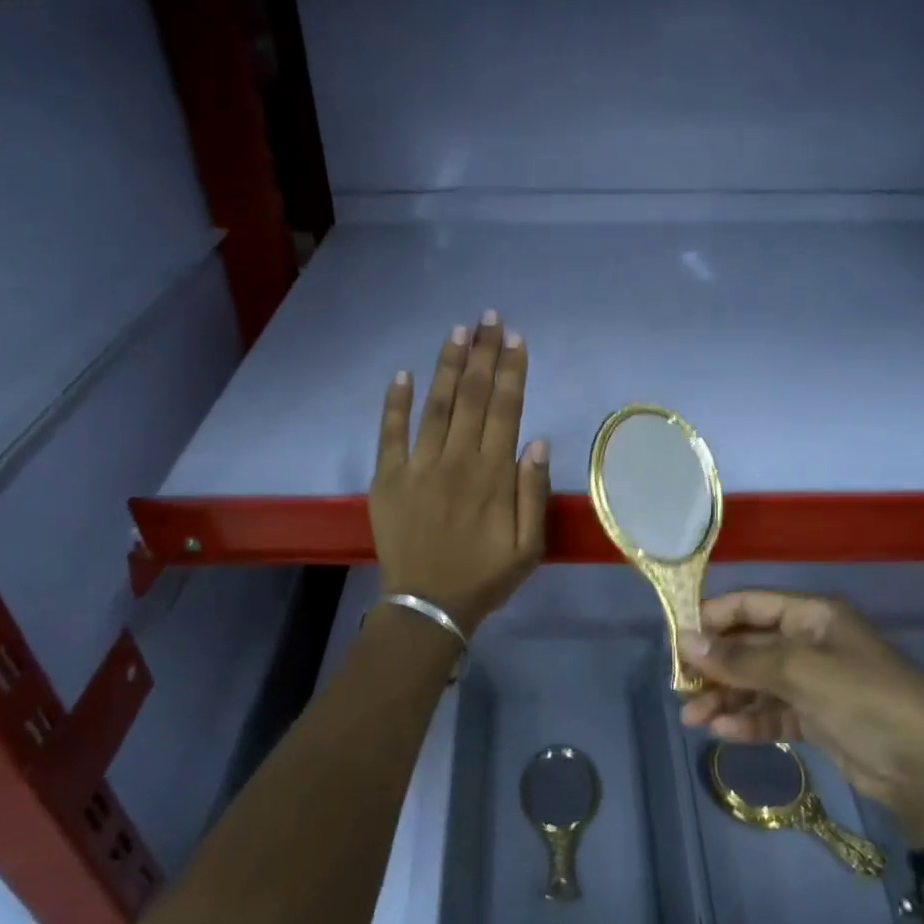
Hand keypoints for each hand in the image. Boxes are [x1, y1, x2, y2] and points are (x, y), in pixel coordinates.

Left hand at [371, 312, 549, 633]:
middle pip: (473, 397)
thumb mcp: (529, 547)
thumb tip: (536, 441)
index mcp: (493, 475)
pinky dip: (395, 402)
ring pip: (436, 405)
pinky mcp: (387, 477)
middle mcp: (456, 460)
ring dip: (448, 366)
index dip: (511, 371)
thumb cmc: (484, 577)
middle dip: (483, 354)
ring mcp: (418, 466)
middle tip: (489, 317)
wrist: (428, 605)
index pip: (505, 410)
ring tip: (458, 331)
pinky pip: (390, 432)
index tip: (515, 339)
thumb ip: (533, 493)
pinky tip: (403, 373)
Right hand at [680, 592, 923, 844]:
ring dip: (725, 698)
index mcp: (813, 616)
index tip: (677, 642)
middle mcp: (810, 643)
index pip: (751, 605)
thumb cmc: (866, 701)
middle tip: (680, 689)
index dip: (712, 618)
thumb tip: (685, 642)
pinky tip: (723, 733)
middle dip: (715, 667)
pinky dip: (749, 721)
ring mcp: (814, 682)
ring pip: (756, 683)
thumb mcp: (802, 673)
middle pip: (749, 646)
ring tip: (693, 719)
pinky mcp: (817, 718)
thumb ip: (742, 659)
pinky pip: (772, 712)